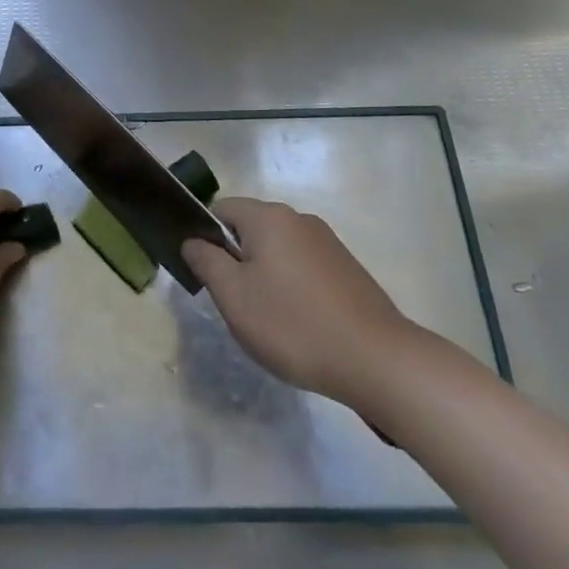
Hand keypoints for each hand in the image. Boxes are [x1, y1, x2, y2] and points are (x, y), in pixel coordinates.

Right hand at [183, 197, 417, 408]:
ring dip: (265, 276)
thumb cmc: (292, 324)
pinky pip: (304, 267)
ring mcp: (328, 243)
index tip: (206, 276)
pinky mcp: (347, 268)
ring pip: (279, 250)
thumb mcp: (234, 296)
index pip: (222, 209)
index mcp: (269, 217)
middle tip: (235, 304)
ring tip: (268, 320)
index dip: (206, 237)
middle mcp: (299, 219)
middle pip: (251, 229)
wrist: (375, 359)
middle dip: (237, 260)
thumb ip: (206, 261)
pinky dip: (293, 287)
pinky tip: (299, 323)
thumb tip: (193, 240)